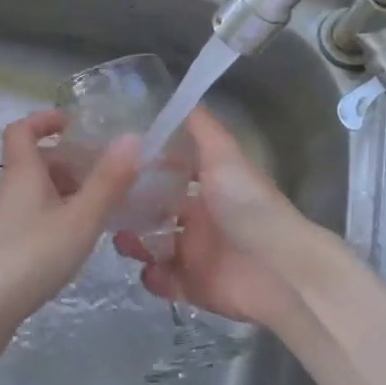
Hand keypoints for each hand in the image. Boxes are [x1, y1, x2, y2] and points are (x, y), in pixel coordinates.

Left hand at [0, 110, 139, 339]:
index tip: (75, 124)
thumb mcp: (79, 219)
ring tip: (104, 207)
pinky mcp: (4, 250)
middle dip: (71, 161)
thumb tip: (132, 137)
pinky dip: (59, 217)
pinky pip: (35, 218)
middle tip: (108, 173)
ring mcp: (3, 223)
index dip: (45, 119)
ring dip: (69, 191)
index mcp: (22, 174)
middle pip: (37, 163)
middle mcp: (9, 192)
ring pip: (38, 193)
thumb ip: (108, 181)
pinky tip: (78, 240)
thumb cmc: (30, 258)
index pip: (22, 129)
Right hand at [115, 108, 306, 330]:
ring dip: (135, 243)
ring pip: (155, 246)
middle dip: (133, 210)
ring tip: (122, 240)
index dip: (147, 170)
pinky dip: (153, 278)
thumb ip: (203, 130)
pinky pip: (165, 282)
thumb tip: (185, 97)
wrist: (277, 268)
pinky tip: (148, 269)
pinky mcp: (195, 287)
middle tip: (108, 206)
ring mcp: (198, 255)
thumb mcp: (224, 156)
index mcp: (210, 188)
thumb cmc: (247, 205)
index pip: (172, 175)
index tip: (115, 164)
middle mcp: (202, 220)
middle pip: (158, 212)